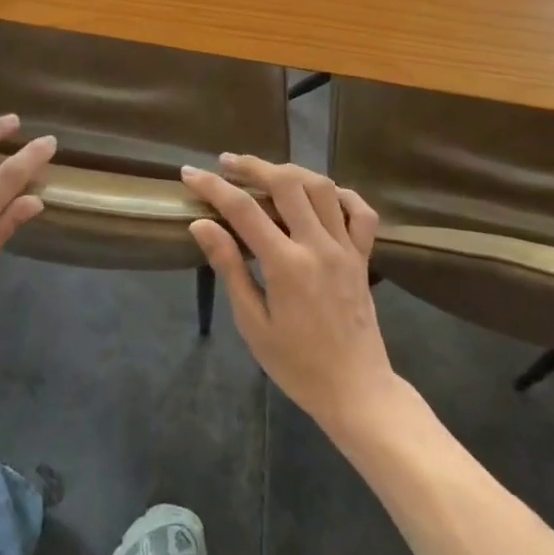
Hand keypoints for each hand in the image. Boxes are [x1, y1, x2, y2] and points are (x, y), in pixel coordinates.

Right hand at [183, 156, 396, 439]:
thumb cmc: (296, 365)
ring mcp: (346, 248)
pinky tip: (320, 194)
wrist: (356, 392)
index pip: (244, 210)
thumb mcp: (252, 323)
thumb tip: (201, 225)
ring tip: (265, 172)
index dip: (213, 186)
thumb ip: (230, 268)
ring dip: (290, 171)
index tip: (190, 173)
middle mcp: (318, 245)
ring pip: (321, 187)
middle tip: (226, 163)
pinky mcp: (363, 256)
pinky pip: (360, 212)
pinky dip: (341, 194)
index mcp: (287, 265)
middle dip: (252, 166)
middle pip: (286, 183)